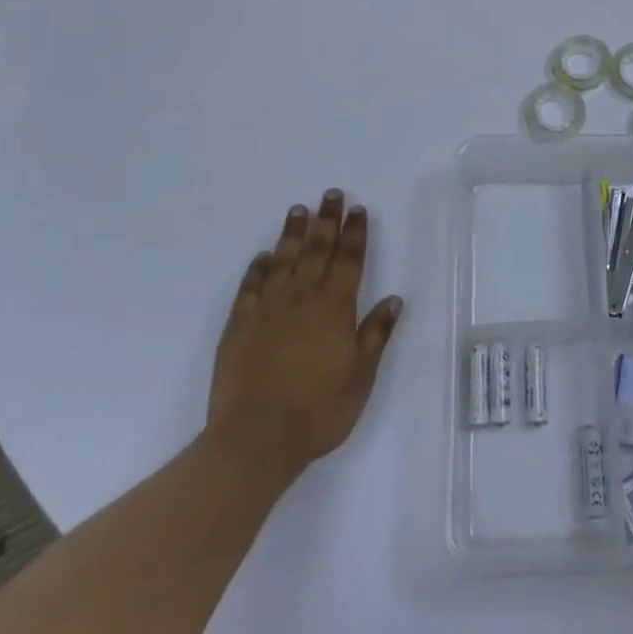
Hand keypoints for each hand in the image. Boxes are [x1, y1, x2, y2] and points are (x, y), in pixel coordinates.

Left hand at [205, 189, 402, 484]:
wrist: (256, 438)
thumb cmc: (318, 411)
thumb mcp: (360, 376)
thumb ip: (375, 334)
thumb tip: (394, 299)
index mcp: (335, 308)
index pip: (349, 260)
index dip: (355, 233)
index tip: (358, 209)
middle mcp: (302, 298)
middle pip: (317, 250)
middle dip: (327, 220)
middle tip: (331, 194)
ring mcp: (267, 309)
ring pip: (283, 260)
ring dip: (292, 233)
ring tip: (298, 210)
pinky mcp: (239, 326)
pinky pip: (250, 287)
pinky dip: (258, 268)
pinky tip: (263, 257)